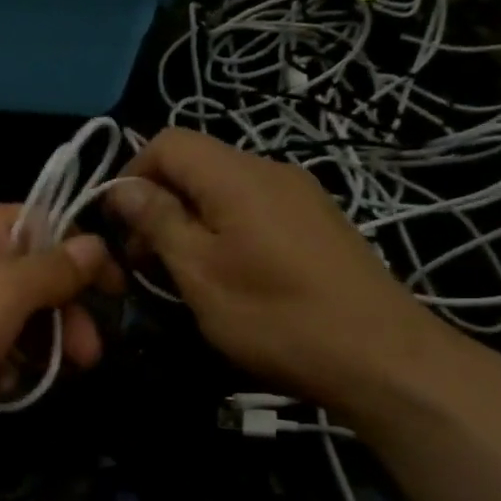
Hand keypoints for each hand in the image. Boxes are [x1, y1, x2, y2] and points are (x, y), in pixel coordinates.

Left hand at [0, 204, 111, 431]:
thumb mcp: (10, 289)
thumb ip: (56, 269)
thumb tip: (95, 242)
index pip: (50, 227)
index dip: (85, 257)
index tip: (117, 291)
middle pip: (34, 279)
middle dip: (64, 317)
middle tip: (89, 356)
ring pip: (13, 318)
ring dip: (35, 347)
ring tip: (44, 378)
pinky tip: (2, 386)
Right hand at [109, 129, 478, 420]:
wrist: (381, 358)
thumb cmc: (276, 316)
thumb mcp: (200, 272)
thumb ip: (159, 221)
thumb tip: (123, 187)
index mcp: (237, 175)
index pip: (167, 142)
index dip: (132, 175)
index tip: (119, 226)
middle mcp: (270, 170)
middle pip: (196, 163)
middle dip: (159, 203)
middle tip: (144, 261)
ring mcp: (300, 195)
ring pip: (223, 188)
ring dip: (190, 220)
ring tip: (182, 272)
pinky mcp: (317, 222)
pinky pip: (254, 208)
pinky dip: (224, 229)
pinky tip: (228, 275)